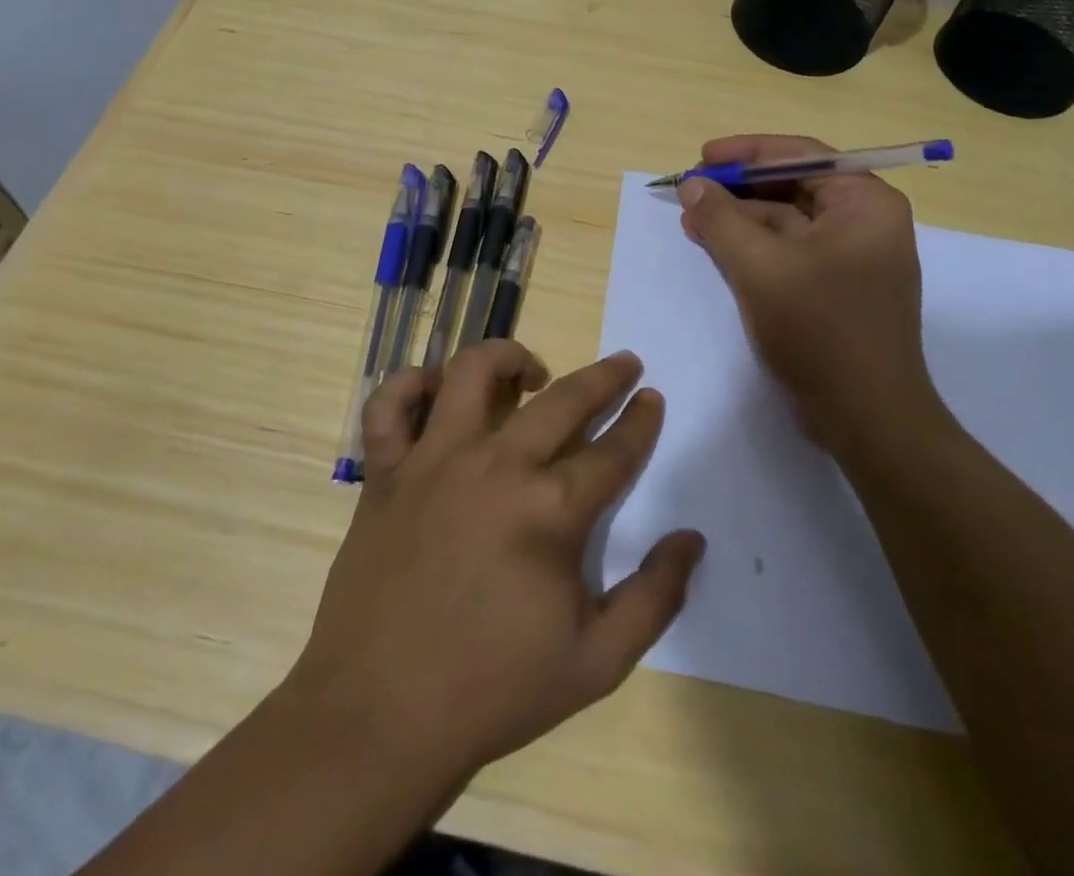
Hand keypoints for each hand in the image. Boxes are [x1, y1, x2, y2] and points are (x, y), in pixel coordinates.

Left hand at [284, 342, 705, 784]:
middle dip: (604, 376)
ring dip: (508, 357)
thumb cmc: (493, 691)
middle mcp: (495, 466)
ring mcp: (434, 460)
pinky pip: (389, 405)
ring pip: (471, 372)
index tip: (652, 399)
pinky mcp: (386, 471)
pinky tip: (437, 392)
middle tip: (624, 363)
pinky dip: (409, 384)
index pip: (613, 451)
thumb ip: (654, 597)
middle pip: (562, 399)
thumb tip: (692, 539)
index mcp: (550, 511)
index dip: (641, 421)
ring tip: (529, 371)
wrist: (381, 716)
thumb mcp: (597, 663)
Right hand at [675, 133, 949, 456]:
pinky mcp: (834, 288)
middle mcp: (864, 222)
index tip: (702, 157)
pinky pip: (787, 251)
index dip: (747, 152)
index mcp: (865, 203)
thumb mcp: (760, 267)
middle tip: (691, 189)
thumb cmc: (820, 330)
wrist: (866, 417)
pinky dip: (751, 246)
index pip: (802, 156)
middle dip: (738, 188)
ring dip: (739, 218)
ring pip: (786, 221)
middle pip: (793, 186)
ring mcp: (850, 258)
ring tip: (691, 218)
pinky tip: (714, 245)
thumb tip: (692, 185)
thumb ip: (721, 219)